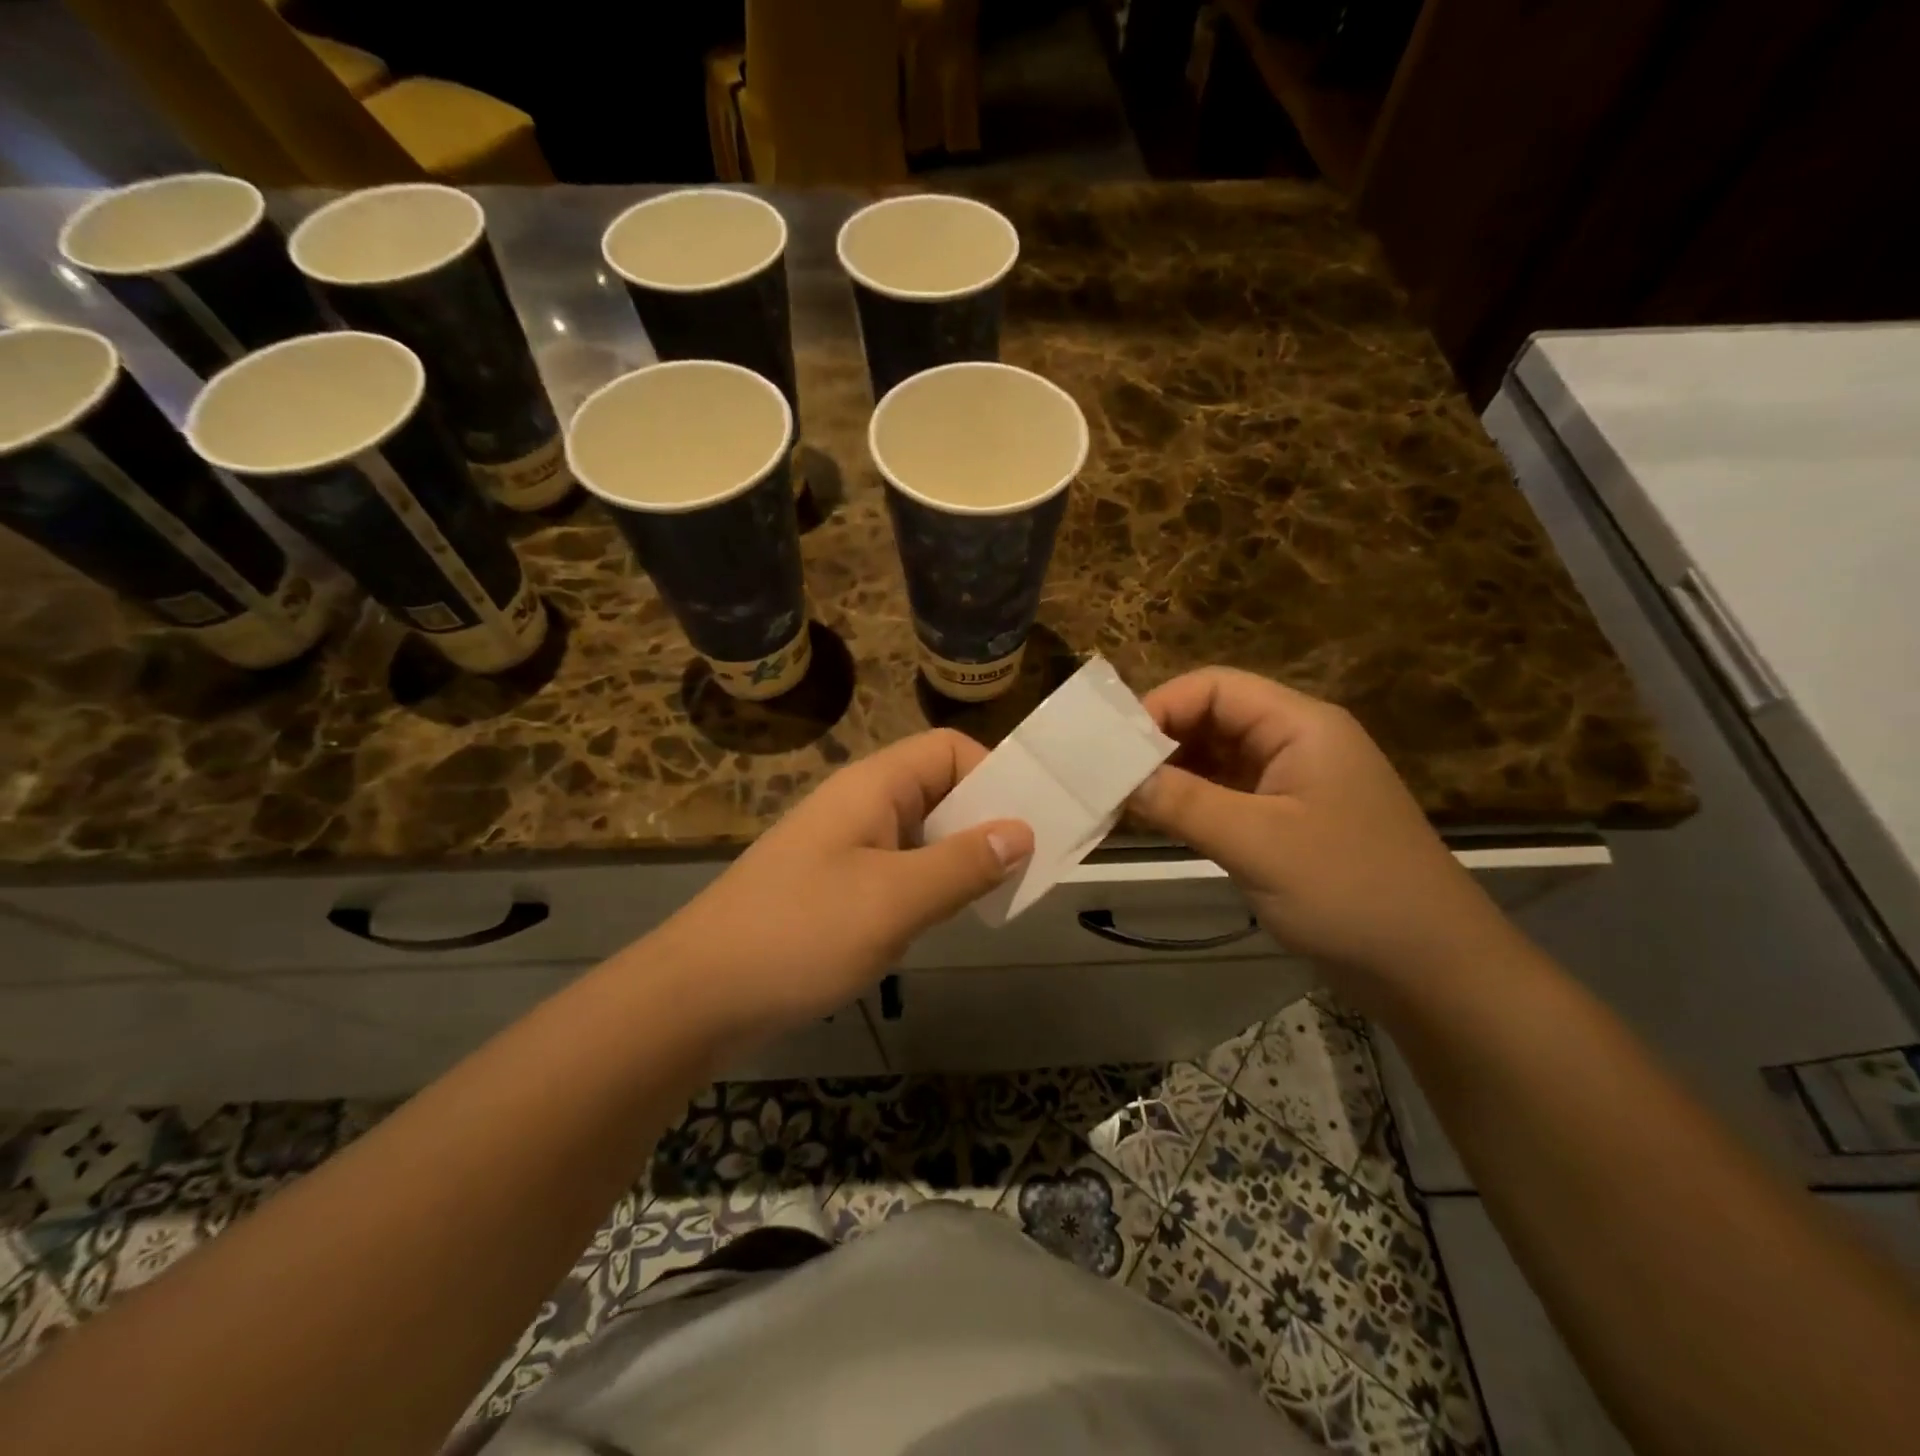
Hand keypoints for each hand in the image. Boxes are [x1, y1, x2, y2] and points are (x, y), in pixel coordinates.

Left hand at [645, 729, 1032, 1045]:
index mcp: (872, 787)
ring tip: (996, 895)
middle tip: (1026, 865)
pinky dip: (928, 886)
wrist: (698, 996)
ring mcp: (842, 847)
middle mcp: (858, 806)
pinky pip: (896, 870)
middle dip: (984, 820)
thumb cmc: (800, 934)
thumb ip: (962, 864)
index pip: (947, 749)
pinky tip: (942, 920)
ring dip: (958, 857)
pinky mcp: (832, 888)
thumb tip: (1021, 831)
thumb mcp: (895, 900)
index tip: (1029, 821)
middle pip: (937, 789)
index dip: (993, 773)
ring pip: (919, 834)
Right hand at [1127, 668, 1507, 991]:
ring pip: (1216, 758)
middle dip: (1160, 741)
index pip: (1216, 688)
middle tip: (1107, 774)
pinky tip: (1156, 820)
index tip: (1112, 746)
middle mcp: (1296, 742)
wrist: (1431, 968)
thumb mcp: (1258, 843)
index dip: (1160, 706)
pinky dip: (1190, 802)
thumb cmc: (1350, 891)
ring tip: (1120, 798)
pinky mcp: (1286, 821)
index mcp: (1301, 726)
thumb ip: (1184, 803)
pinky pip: (1226, 794)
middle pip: (1213, 718)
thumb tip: (1119, 777)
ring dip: (1171, 774)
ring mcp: (1293, 783)